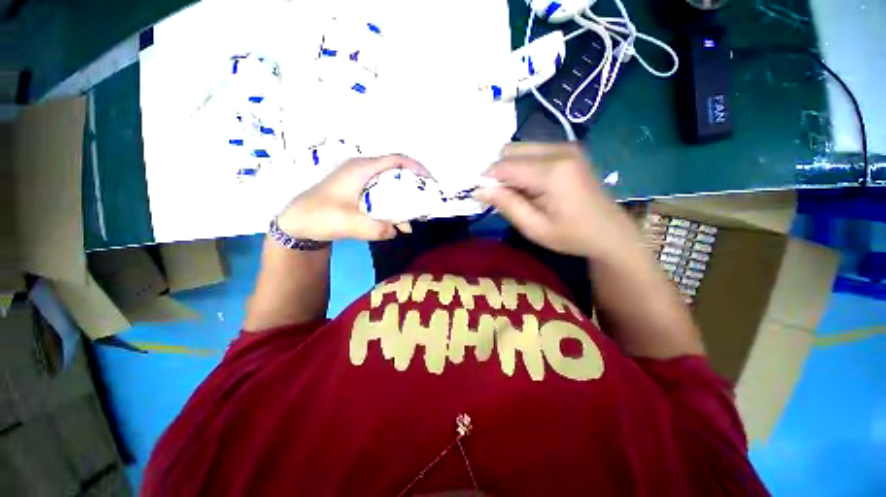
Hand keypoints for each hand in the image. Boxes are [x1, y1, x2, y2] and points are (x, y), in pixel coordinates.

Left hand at [278, 154, 423, 241]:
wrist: (295, 223)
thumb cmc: (319, 216)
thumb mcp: (350, 224)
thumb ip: (377, 229)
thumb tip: (397, 230)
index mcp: (362, 169)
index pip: (396, 160)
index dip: (416, 168)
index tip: (430, 182)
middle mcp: (363, 170)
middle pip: (395, 171)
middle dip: (413, 185)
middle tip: (425, 200)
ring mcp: (359, 180)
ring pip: (389, 184)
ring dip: (402, 198)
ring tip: (412, 216)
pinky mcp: (357, 191)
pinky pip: (381, 193)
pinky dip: (391, 205)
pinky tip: (395, 222)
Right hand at [473, 143, 636, 259]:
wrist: (610, 232)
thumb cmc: (571, 236)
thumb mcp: (534, 228)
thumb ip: (506, 205)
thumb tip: (478, 190)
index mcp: (553, 172)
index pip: (505, 166)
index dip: (487, 179)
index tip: (481, 195)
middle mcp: (560, 150)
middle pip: (511, 151)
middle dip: (498, 172)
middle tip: (501, 196)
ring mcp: (566, 147)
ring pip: (520, 148)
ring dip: (510, 168)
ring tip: (517, 193)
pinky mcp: (568, 149)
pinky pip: (532, 151)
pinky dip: (522, 166)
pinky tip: (529, 185)